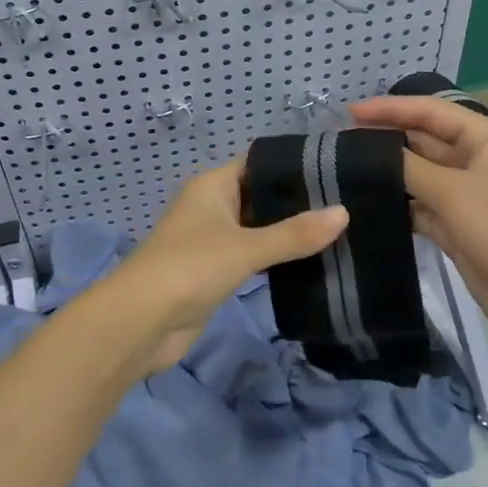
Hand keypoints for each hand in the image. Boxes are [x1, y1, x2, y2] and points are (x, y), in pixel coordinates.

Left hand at [108, 158, 348, 373]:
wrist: (140, 323)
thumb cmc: (190, 268)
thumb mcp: (246, 248)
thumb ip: (294, 233)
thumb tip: (344, 213)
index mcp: (214, 185)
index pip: (259, 163)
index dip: (293, 164)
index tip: (335, 168)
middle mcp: (212, 206)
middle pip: (260, 195)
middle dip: (297, 202)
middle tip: (347, 202)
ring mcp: (212, 240)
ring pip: (258, 228)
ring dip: (288, 232)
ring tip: (338, 231)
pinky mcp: (215, 271)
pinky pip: (252, 256)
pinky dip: (275, 257)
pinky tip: (310, 261)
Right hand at [348, 95, 487, 351]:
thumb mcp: (453, 193)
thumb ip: (408, 167)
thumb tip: (369, 151)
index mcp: (487, 139)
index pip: (431, 111)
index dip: (390, 108)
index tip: (349, 112)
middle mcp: (477, 159)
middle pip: (424, 139)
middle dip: (386, 138)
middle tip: (339, 141)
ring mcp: (467, 193)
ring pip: (420, 172)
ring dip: (389, 170)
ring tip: (344, 167)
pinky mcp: (457, 224)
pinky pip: (421, 202)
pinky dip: (397, 201)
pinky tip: (365, 200)